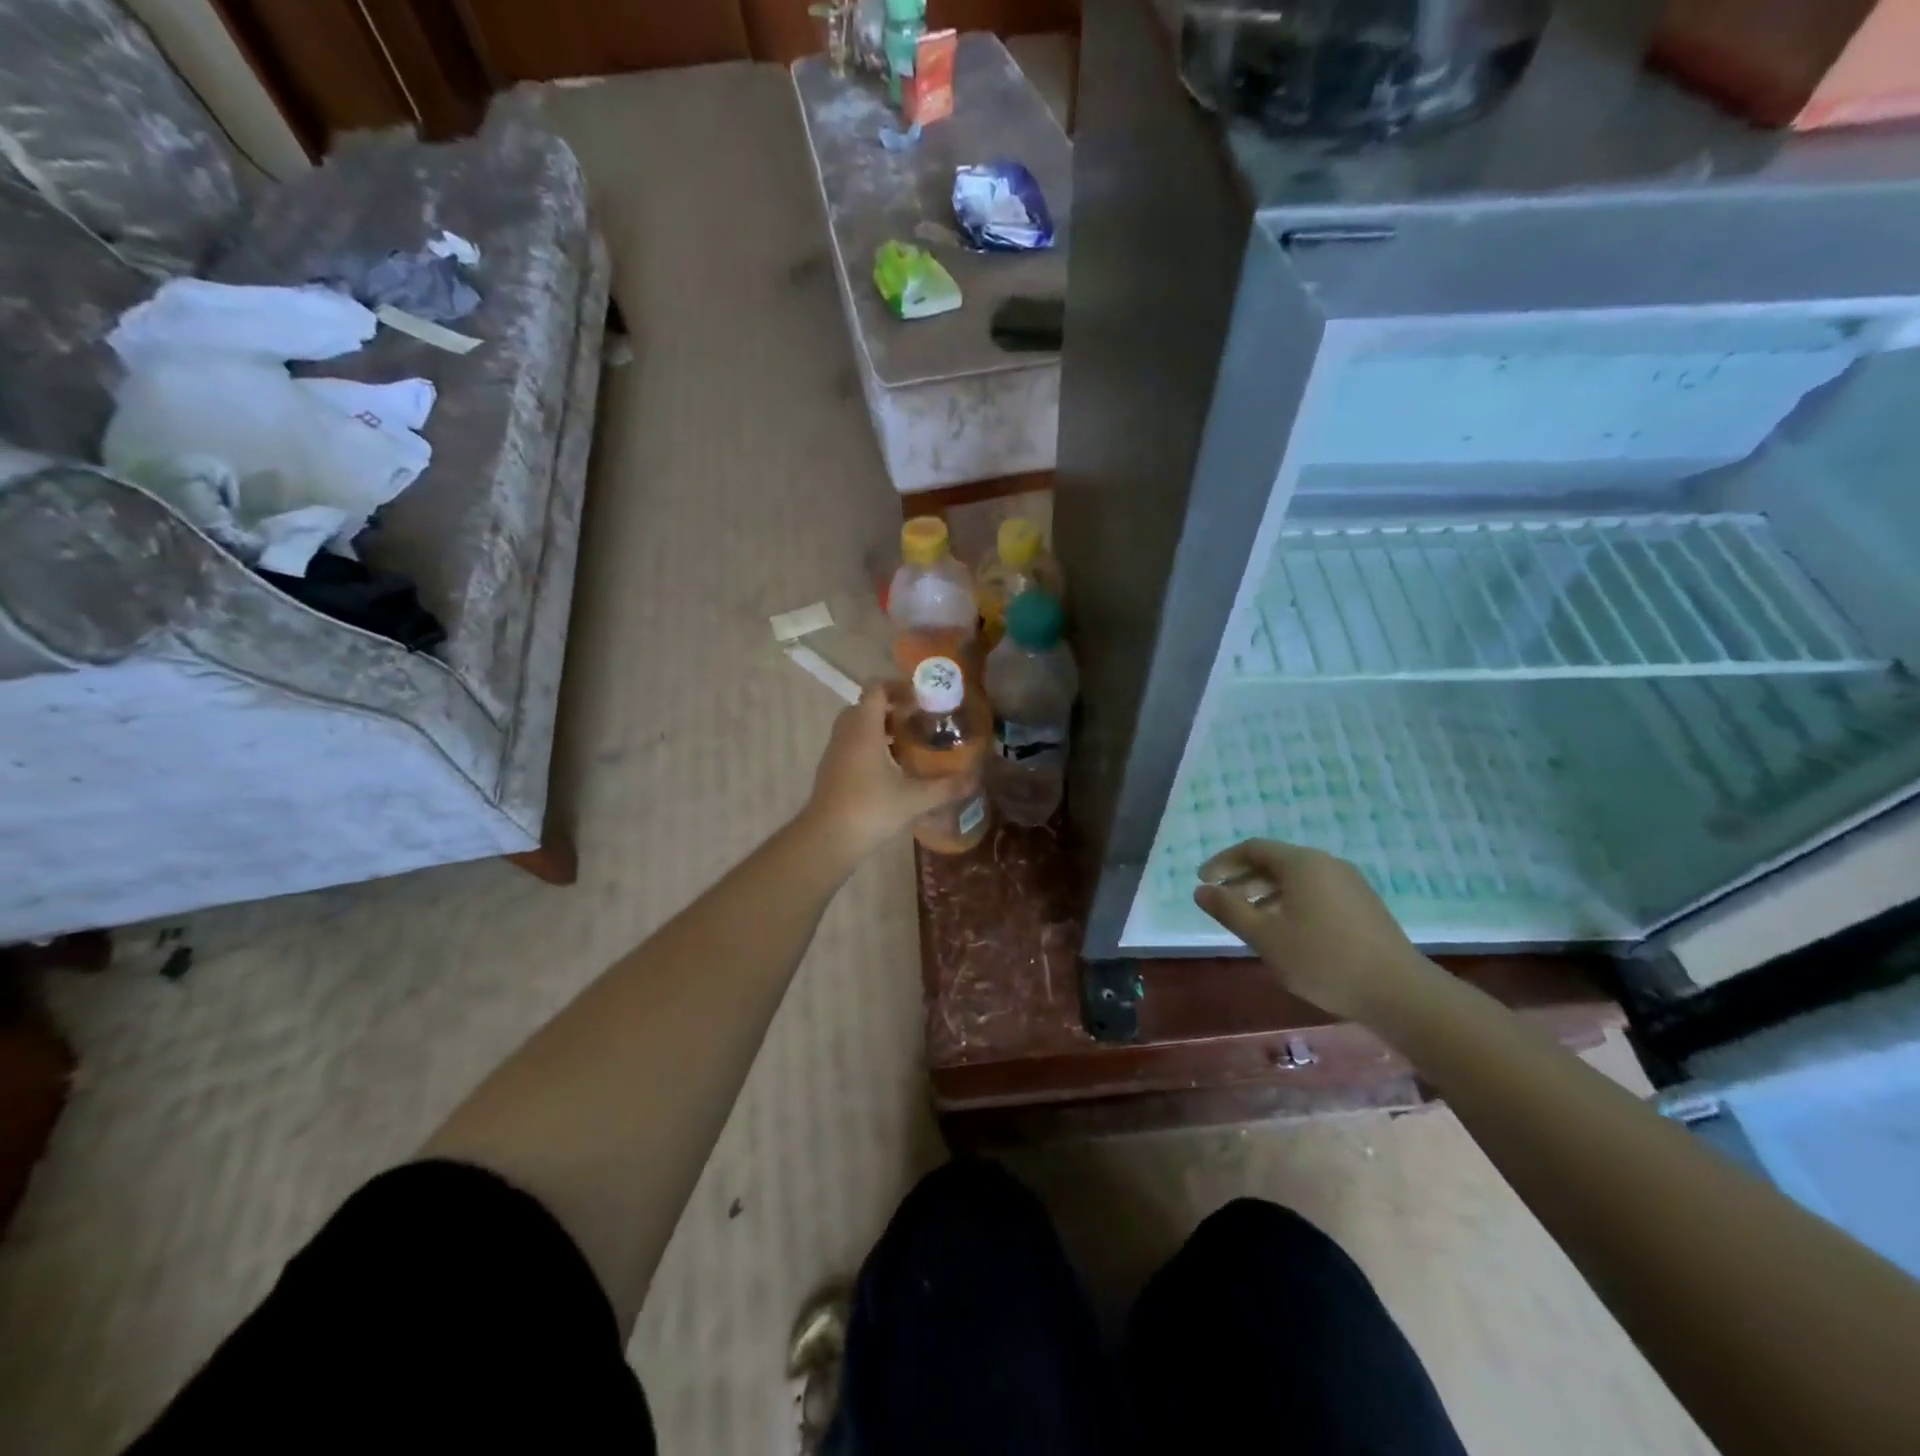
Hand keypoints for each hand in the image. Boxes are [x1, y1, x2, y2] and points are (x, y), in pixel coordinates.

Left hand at [802, 683, 975, 860]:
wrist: (826, 840)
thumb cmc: (871, 810)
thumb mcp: (915, 799)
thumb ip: (947, 787)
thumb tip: (975, 780)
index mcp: (865, 729)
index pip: (876, 689)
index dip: (899, 688)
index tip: (922, 700)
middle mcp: (846, 734)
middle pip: (866, 706)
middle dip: (892, 708)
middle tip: (918, 721)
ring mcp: (835, 752)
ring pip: (856, 726)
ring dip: (880, 728)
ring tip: (908, 744)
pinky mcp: (830, 771)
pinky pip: (851, 745)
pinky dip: (870, 746)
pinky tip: (890, 769)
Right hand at [1193, 839, 1435, 1022]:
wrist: (1399, 992)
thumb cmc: (1323, 960)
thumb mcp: (1265, 937)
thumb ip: (1229, 910)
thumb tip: (1200, 890)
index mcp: (1302, 864)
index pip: (1253, 849)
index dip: (1223, 862)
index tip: (1202, 880)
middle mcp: (1326, 864)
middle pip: (1276, 862)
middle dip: (1243, 879)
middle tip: (1221, 901)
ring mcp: (1350, 884)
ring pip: (1297, 879)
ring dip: (1266, 894)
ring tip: (1249, 920)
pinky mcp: (1364, 905)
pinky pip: (1316, 892)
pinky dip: (1290, 903)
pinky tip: (1286, 932)